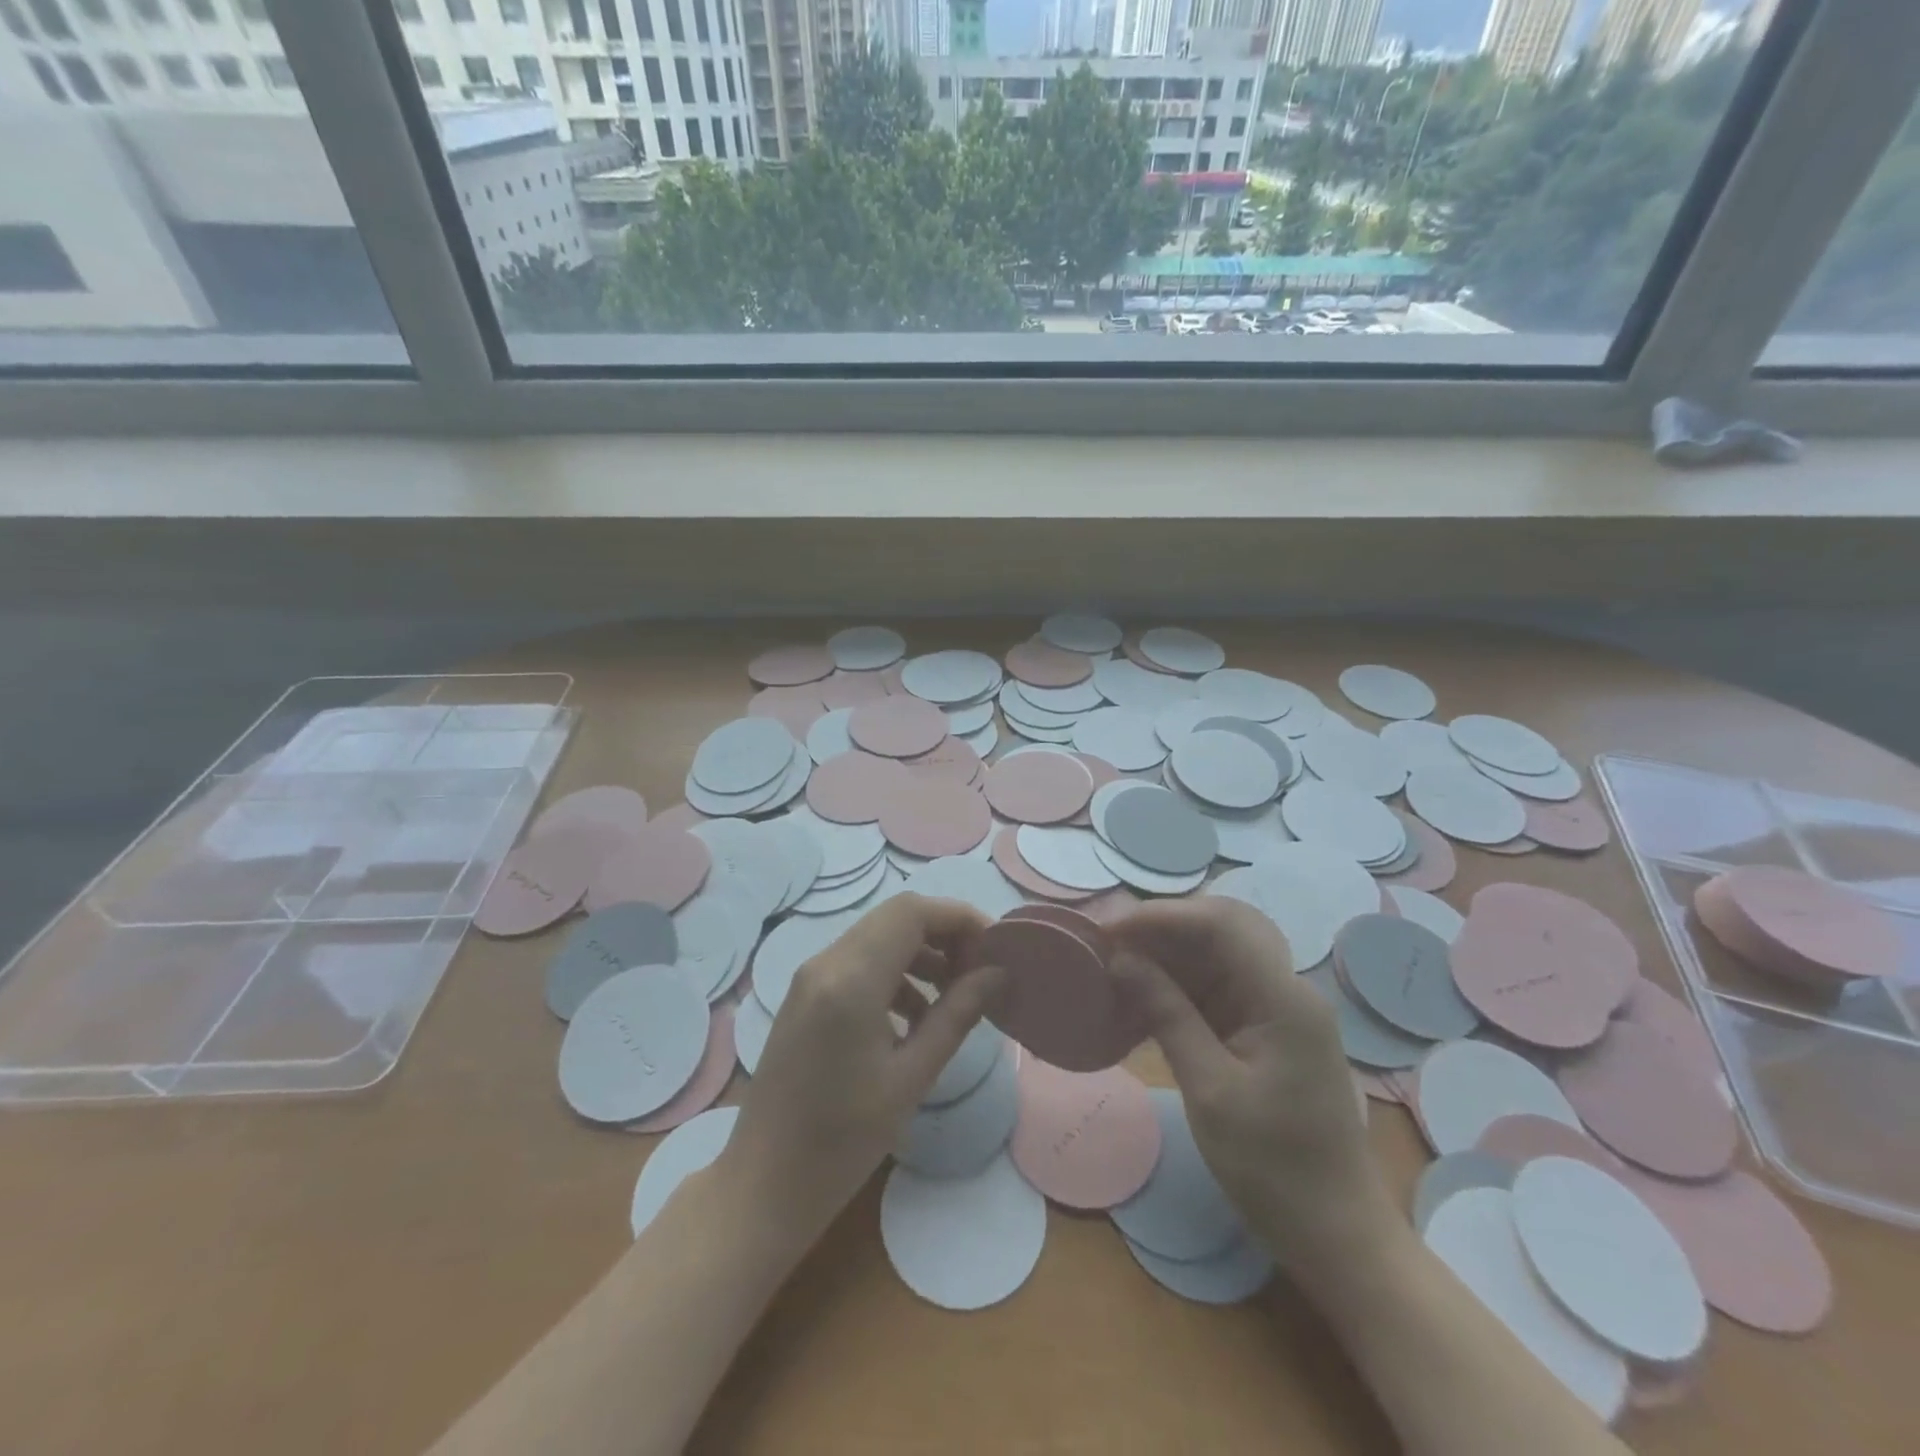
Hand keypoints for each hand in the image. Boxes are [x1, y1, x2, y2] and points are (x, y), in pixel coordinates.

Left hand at [718, 893, 1000, 1248]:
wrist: (763, 1185)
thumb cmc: (842, 1142)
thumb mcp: (911, 1078)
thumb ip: (957, 1015)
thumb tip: (998, 973)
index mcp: (851, 980)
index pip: (912, 912)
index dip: (959, 918)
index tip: (995, 948)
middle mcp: (826, 963)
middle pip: (895, 917)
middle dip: (944, 933)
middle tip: (980, 971)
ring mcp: (810, 977)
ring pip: (877, 936)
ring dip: (920, 952)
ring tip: (955, 994)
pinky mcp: (805, 995)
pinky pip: (858, 961)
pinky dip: (895, 972)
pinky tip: (915, 1016)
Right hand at [1111, 898, 1395, 1279]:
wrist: (1336, 1234)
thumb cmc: (1274, 1169)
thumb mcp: (1210, 1091)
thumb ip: (1167, 1014)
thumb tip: (1121, 959)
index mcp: (1284, 999)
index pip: (1220, 924)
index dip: (1161, 916)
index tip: (1109, 932)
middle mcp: (1286, 989)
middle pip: (1220, 928)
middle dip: (1161, 927)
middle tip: (1108, 943)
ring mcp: (1278, 1007)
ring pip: (1216, 953)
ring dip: (1166, 952)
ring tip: (1115, 963)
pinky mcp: (1265, 1028)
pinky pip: (1217, 985)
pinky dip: (1178, 982)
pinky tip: (1142, 993)